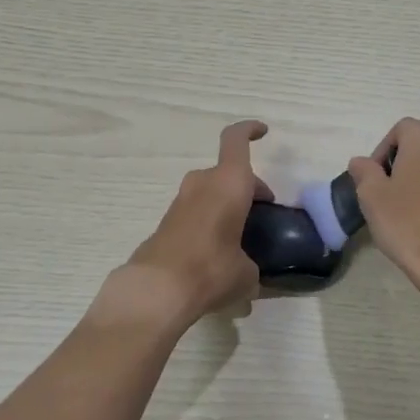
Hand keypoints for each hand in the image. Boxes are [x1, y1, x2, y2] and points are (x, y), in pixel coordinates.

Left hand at [116, 120, 271, 328]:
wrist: (157, 289)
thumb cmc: (212, 268)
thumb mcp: (247, 273)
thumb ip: (251, 264)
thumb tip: (246, 272)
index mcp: (229, 183)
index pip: (236, 140)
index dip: (249, 130)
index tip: (263, 132)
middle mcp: (203, 183)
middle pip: (228, 173)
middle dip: (247, 188)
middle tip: (262, 212)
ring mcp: (181, 202)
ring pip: (211, 192)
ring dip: (227, 205)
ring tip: (242, 237)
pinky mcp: (166, 222)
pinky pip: (197, 212)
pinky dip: (210, 223)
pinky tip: (219, 254)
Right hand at [347, 118, 419, 298]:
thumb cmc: (407, 222)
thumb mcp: (371, 195)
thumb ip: (364, 171)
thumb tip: (362, 163)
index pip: (400, 130)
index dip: (382, 151)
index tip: (373, 179)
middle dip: (400, 165)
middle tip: (384, 194)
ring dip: (419, 180)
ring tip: (403, 211)